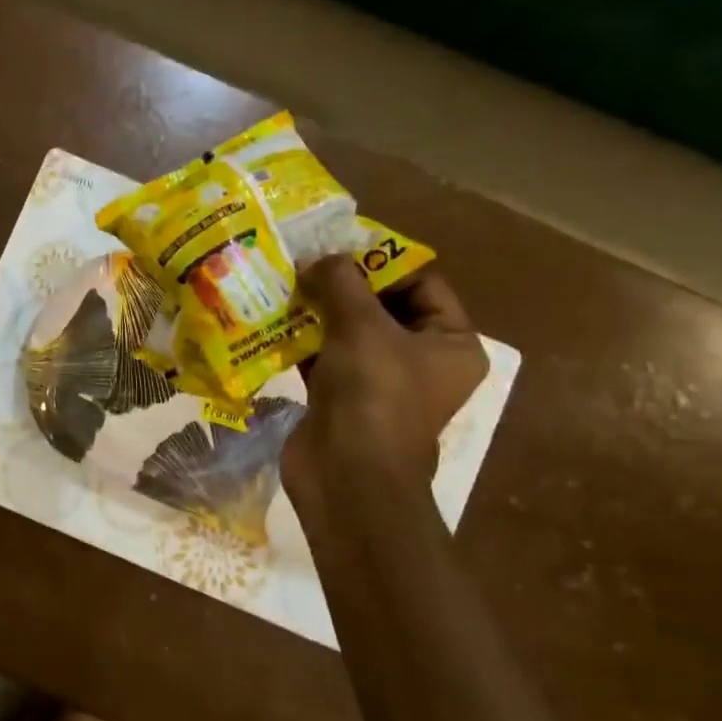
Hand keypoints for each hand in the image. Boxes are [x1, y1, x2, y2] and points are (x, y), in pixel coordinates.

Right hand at [279, 258, 487, 498]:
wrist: (346, 476)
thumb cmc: (373, 396)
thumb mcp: (362, 328)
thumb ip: (341, 283)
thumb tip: (318, 258)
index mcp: (451, 343)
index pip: (422, 283)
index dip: (382, 260)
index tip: (339, 244)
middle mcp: (420, 361)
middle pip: (381, 306)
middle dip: (342, 285)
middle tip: (304, 261)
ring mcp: (378, 382)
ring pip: (346, 332)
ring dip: (316, 312)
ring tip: (283, 284)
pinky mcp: (340, 398)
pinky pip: (321, 358)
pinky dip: (299, 341)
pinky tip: (270, 321)